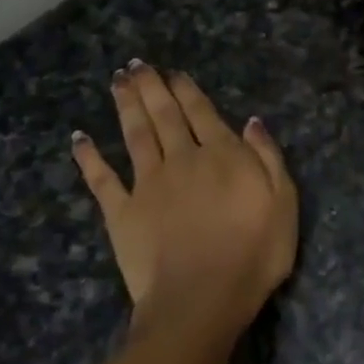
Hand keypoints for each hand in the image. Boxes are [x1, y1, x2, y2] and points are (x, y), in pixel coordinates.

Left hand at [71, 63, 297, 339]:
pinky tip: (79, 139)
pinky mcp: (121, 212)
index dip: (187, 90)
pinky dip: (89, 157)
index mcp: (221, 155)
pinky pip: (101, 179)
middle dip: (151, 87)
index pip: (201, 113)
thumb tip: (251, 121)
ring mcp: (147, 184)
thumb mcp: (283, 202)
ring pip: (134, 135)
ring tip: (117, 81)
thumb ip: (267, 158)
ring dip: (126, 106)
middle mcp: (181, 159)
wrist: (202, 298)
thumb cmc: (254, 253)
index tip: (174, 73)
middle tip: (136, 65)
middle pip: (164, 115)